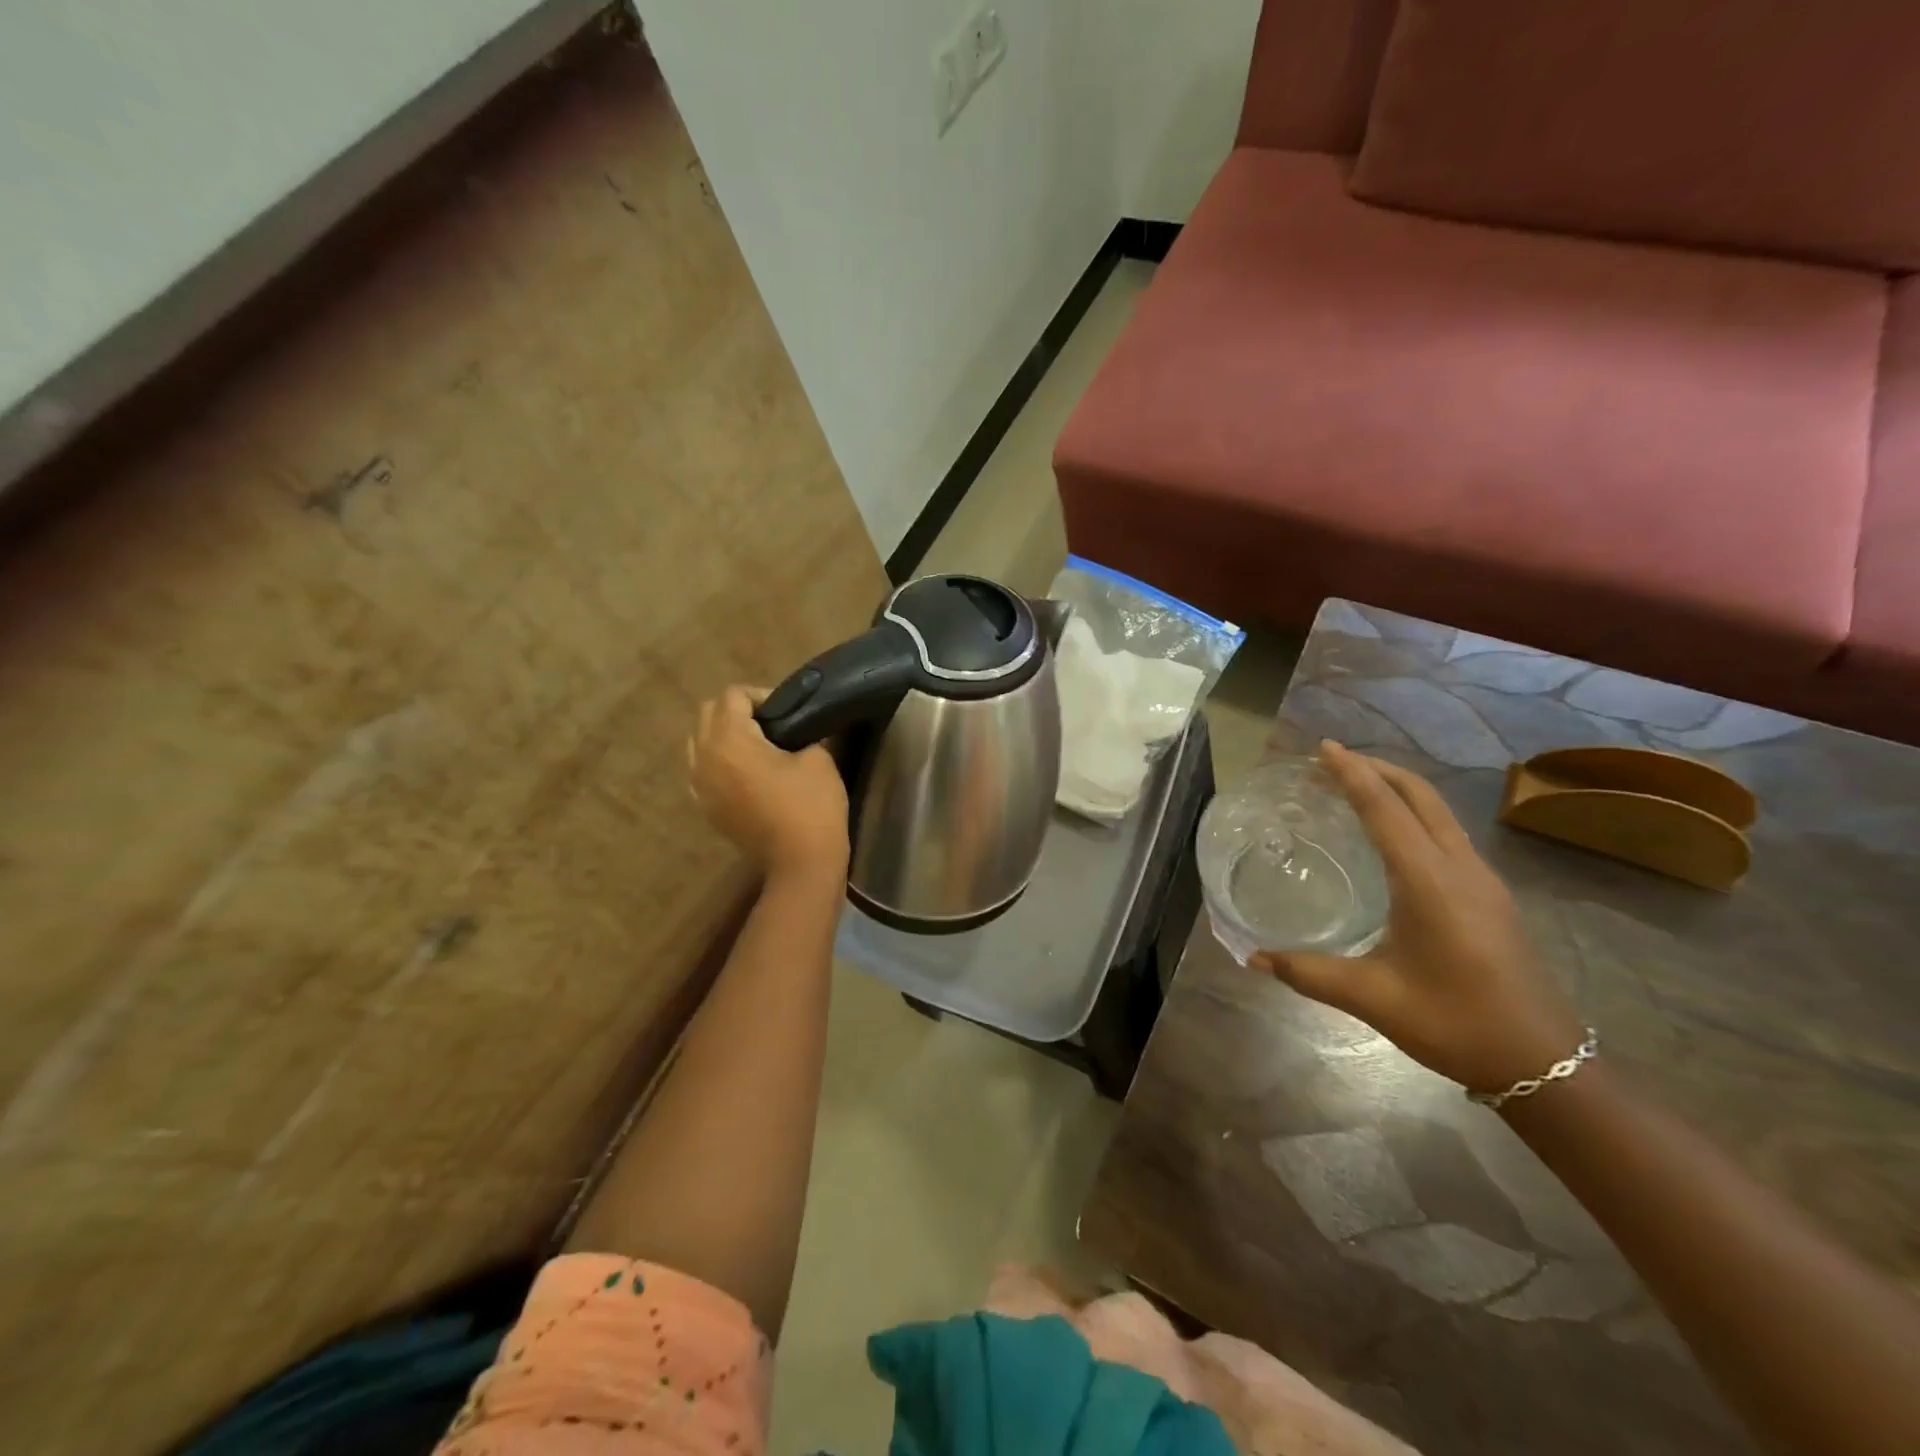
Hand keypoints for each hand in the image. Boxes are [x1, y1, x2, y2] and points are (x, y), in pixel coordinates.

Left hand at [688, 686, 849, 882]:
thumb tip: (794, 729)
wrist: (800, 862)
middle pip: (708, 713)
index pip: (733, 696)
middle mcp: (705, 758)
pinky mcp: (706, 807)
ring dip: (722, 734)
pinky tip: (744, 772)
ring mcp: (700, 785)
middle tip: (771, 722)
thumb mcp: (817, 757)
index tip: (787, 711)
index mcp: (730, 740)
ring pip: (699, 742)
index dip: (761, 695)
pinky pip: (701, 770)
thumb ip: (800, 732)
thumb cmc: (811, 806)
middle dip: (737, 709)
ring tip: (755, 745)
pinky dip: (718, 761)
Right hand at [1253, 741, 1584, 1093]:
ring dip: (1398, 789)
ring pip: (1439, 811)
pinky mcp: (1491, 895)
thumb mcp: (1373, 998)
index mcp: (1429, 882)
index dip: (1352, 774)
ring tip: (1355, 788)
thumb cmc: (1456, 1023)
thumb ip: (1309, 973)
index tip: (1324, 747)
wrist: (1545, 1064)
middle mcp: (1460, 868)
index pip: (1385, 809)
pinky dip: (1414, 815)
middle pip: (1420, 796)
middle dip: (1377, 769)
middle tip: (1332, 761)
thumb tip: (1253, 958)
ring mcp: (1483, 880)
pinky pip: (1447, 833)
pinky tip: (1393, 837)